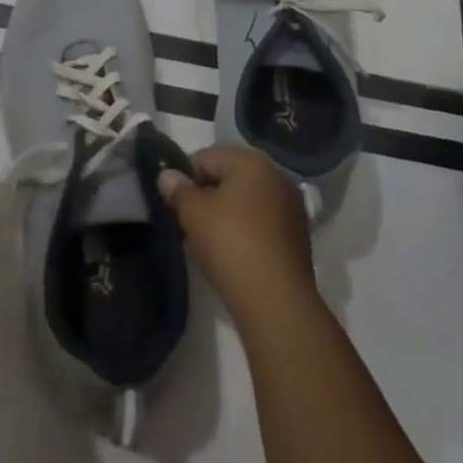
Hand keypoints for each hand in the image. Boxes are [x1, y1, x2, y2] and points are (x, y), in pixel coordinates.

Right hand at [157, 145, 314, 312]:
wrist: (277, 305)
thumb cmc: (232, 245)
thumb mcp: (194, 214)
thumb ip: (178, 191)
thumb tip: (167, 175)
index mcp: (253, 162)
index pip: (207, 157)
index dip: (184, 176)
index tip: (171, 200)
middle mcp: (276, 177)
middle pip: (228, 179)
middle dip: (204, 199)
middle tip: (185, 223)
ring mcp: (290, 210)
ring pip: (244, 205)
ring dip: (222, 218)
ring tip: (201, 244)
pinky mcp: (296, 240)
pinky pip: (259, 227)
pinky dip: (241, 235)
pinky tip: (226, 258)